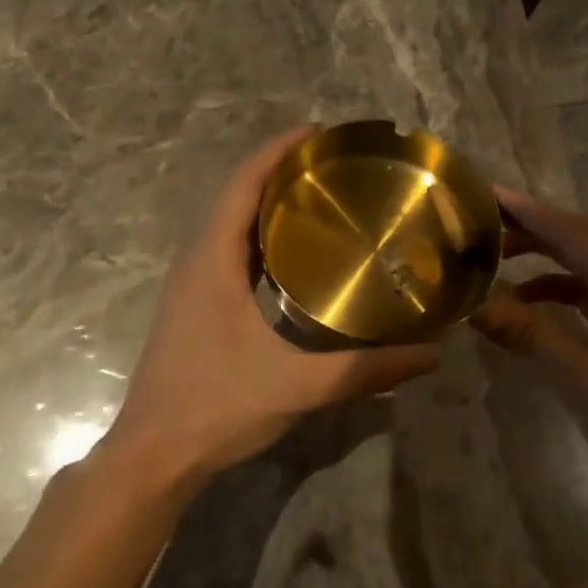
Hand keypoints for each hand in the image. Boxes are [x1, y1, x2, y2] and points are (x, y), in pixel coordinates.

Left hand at [105, 127, 441, 484]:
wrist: (154, 454)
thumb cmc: (218, 408)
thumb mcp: (300, 386)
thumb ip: (368, 370)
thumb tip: (432, 354)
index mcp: (213, 262)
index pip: (242, 185)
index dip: (277, 151)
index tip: (319, 133)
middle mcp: (197, 262)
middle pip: (237, 197)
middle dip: (281, 173)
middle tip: (336, 169)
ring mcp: (192, 287)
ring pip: (231, 227)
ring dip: (269, 206)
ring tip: (323, 202)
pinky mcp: (195, 309)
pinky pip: (229, 255)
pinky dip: (261, 241)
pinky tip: (296, 261)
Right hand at [472, 186, 587, 498]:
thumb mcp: (579, 376)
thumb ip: (527, 333)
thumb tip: (472, 303)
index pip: (570, 231)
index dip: (524, 211)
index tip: (482, 192)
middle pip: (575, 240)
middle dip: (526, 231)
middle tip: (476, 225)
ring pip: (581, 264)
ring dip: (539, 260)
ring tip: (490, 260)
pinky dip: (555, 290)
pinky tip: (523, 302)